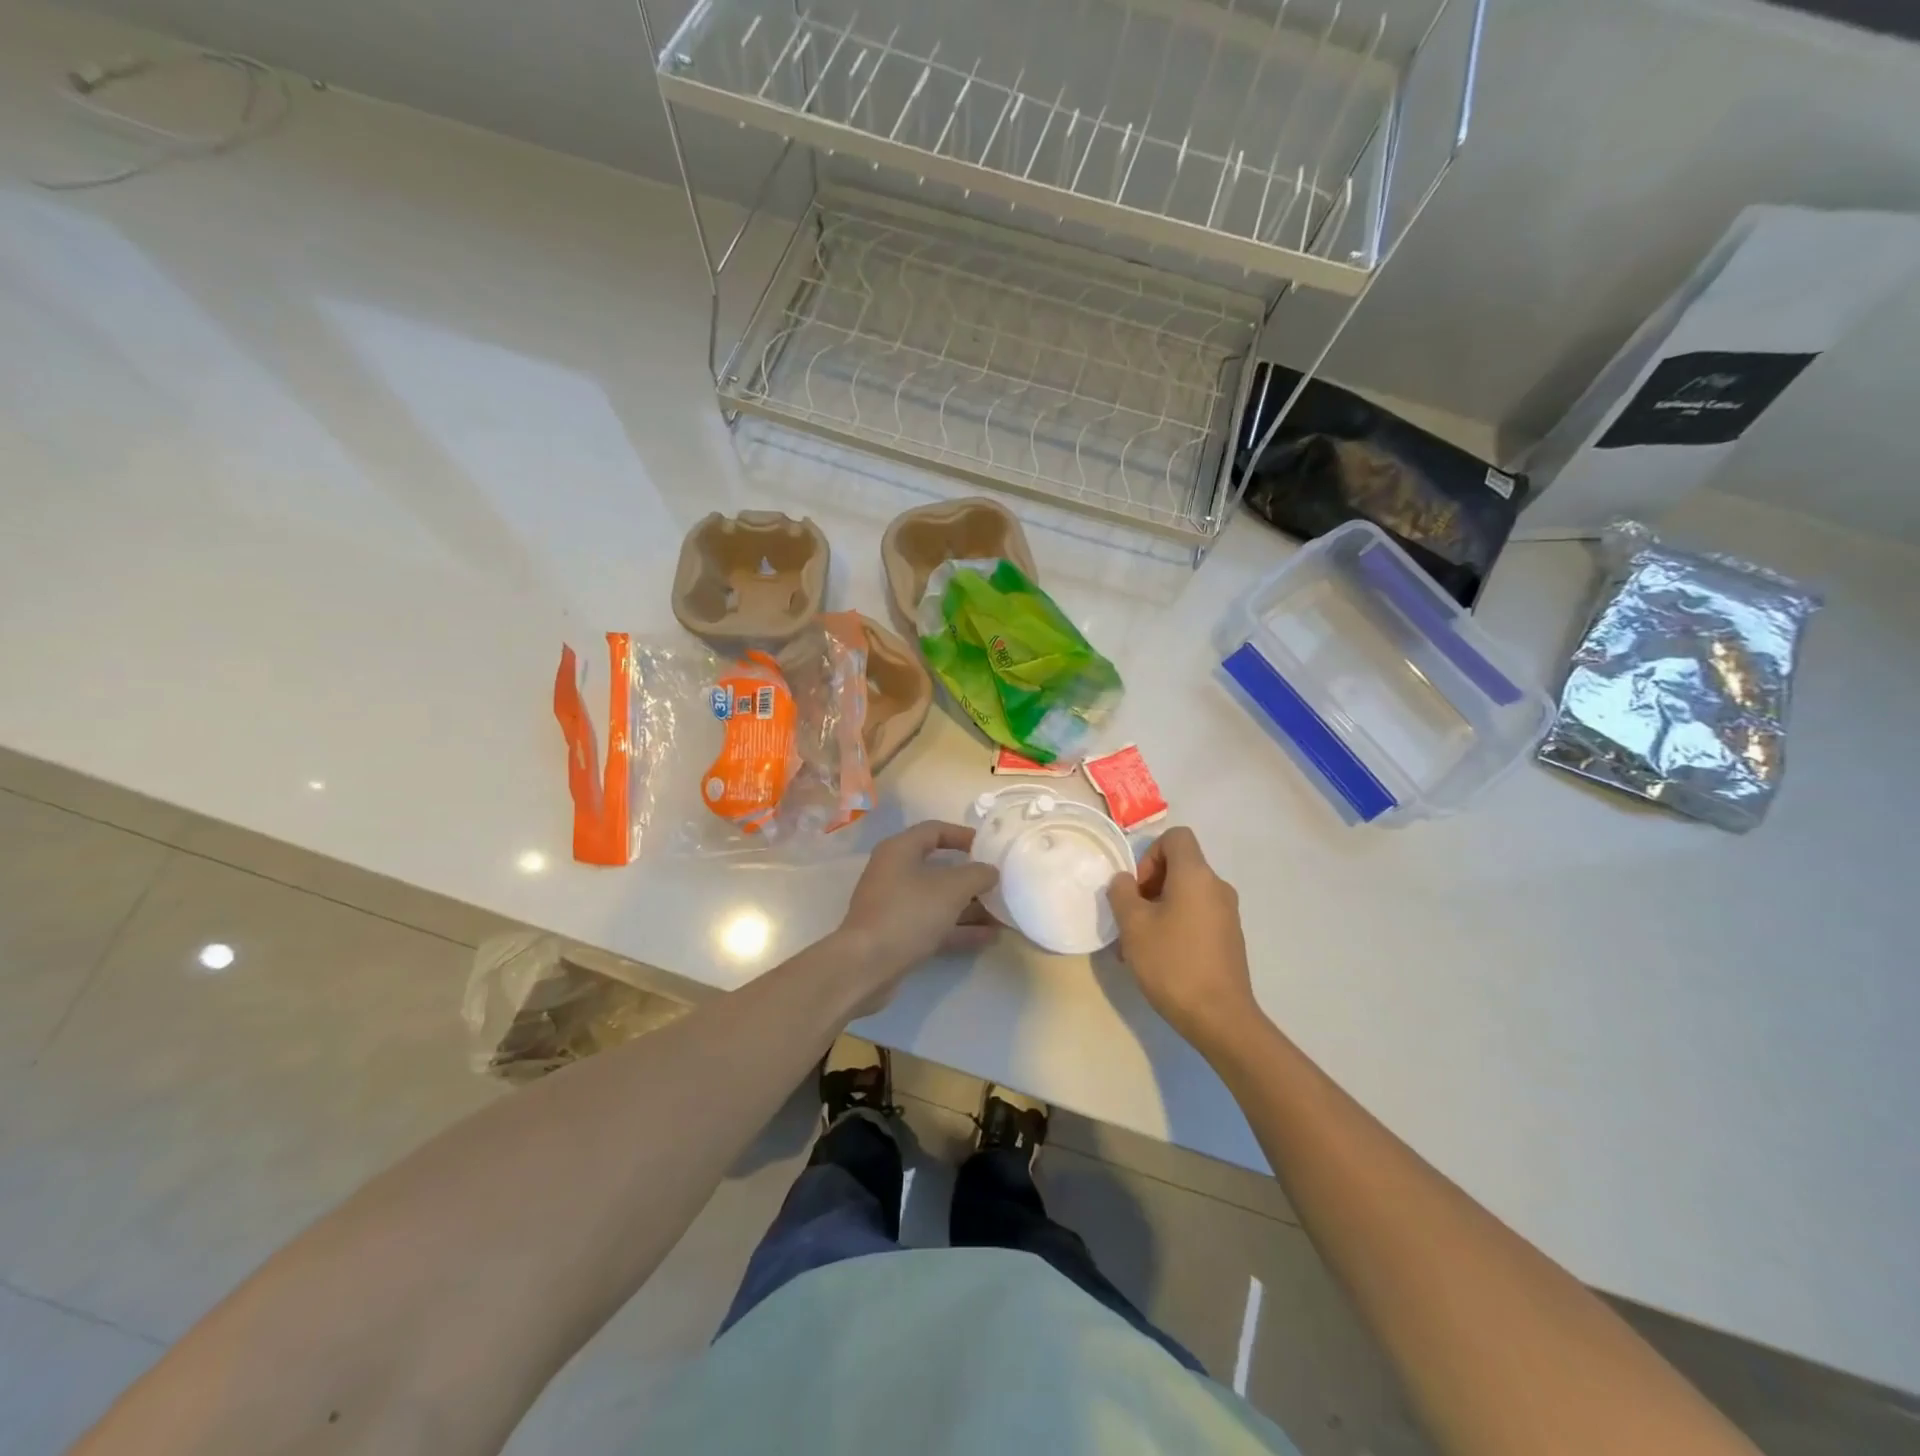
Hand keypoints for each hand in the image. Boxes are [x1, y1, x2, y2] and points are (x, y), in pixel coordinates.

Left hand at [836, 821, 998, 1006]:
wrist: (866, 965)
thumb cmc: (908, 913)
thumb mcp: (951, 888)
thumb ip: (977, 874)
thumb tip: (990, 871)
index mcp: (900, 850)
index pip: (935, 830)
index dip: (963, 835)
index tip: (989, 847)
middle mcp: (894, 873)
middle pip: (938, 868)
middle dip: (971, 878)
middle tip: (999, 884)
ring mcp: (894, 905)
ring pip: (938, 900)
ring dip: (969, 907)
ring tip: (1002, 914)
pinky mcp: (897, 934)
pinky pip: (933, 924)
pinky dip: (958, 928)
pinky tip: (988, 938)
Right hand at [1108, 827, 1258, 1052]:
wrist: (1220, 1018)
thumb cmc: (1172, 963)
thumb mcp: (1133, 925)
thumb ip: (1122, 893)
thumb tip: (1125, 881)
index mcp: (1196, 875)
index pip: (1176, 837)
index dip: (1150, 853)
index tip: (1137, 887)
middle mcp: (1217, 887)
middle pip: (1180, 866)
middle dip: (1149, 885)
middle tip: (1131, 917)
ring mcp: (1227, 914)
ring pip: (1186, 894)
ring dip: (1159, 909)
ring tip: (1138, 944)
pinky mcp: (1229, 938)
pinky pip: (1197, 916)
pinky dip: (1176, 925)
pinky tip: (1160, 958)